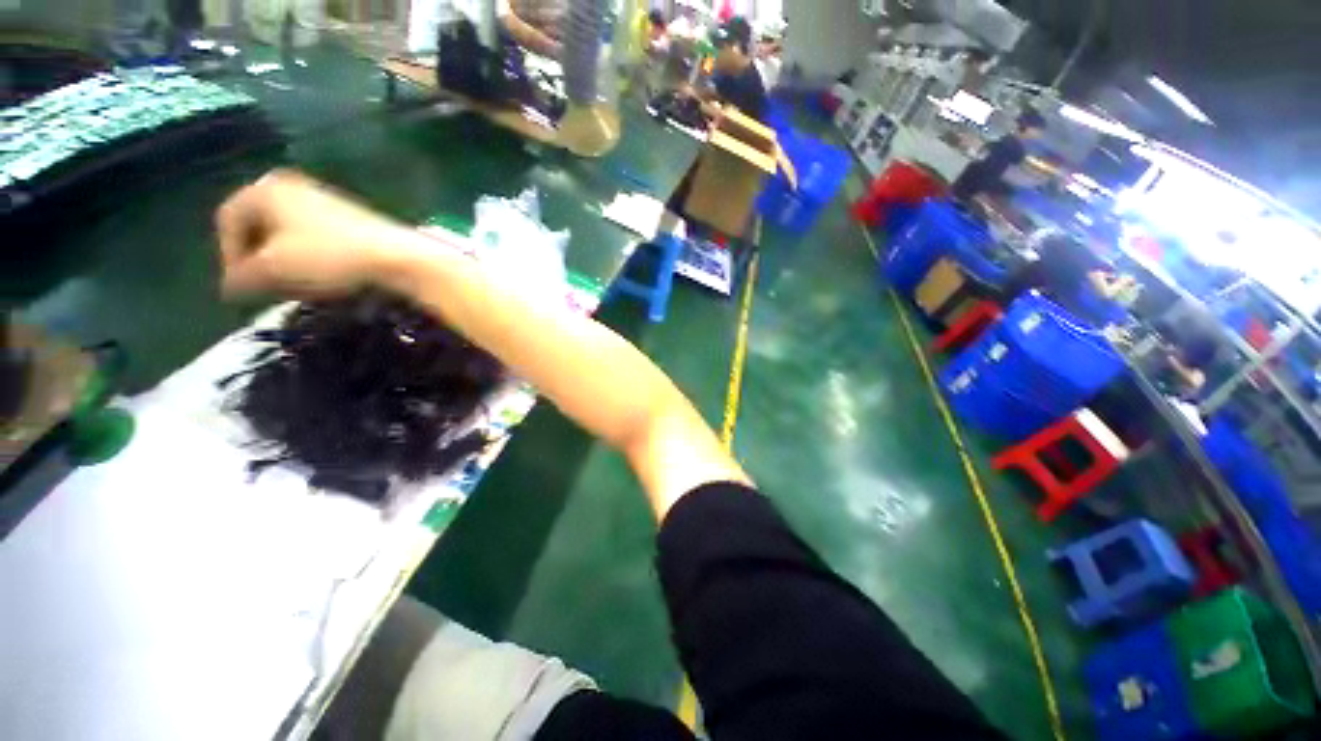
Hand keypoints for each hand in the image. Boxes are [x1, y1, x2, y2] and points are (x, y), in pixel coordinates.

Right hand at [214, 170, 408, 298]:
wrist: (397, 256)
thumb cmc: (327, 258)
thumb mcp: (273, 270)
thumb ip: (242, 279)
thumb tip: (229, 289)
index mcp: (266, 189)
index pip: (228, 220)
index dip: (229, 257)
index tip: (242, 286)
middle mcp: (292, 187)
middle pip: (259, 226)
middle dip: (258, 260)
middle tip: (267, 288)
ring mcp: (325, 200)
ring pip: (289, 235)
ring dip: (285, 262)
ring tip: (296, 287)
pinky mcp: (350, 218)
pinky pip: (316, 239)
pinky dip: (311, 259)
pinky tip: (324, 278)